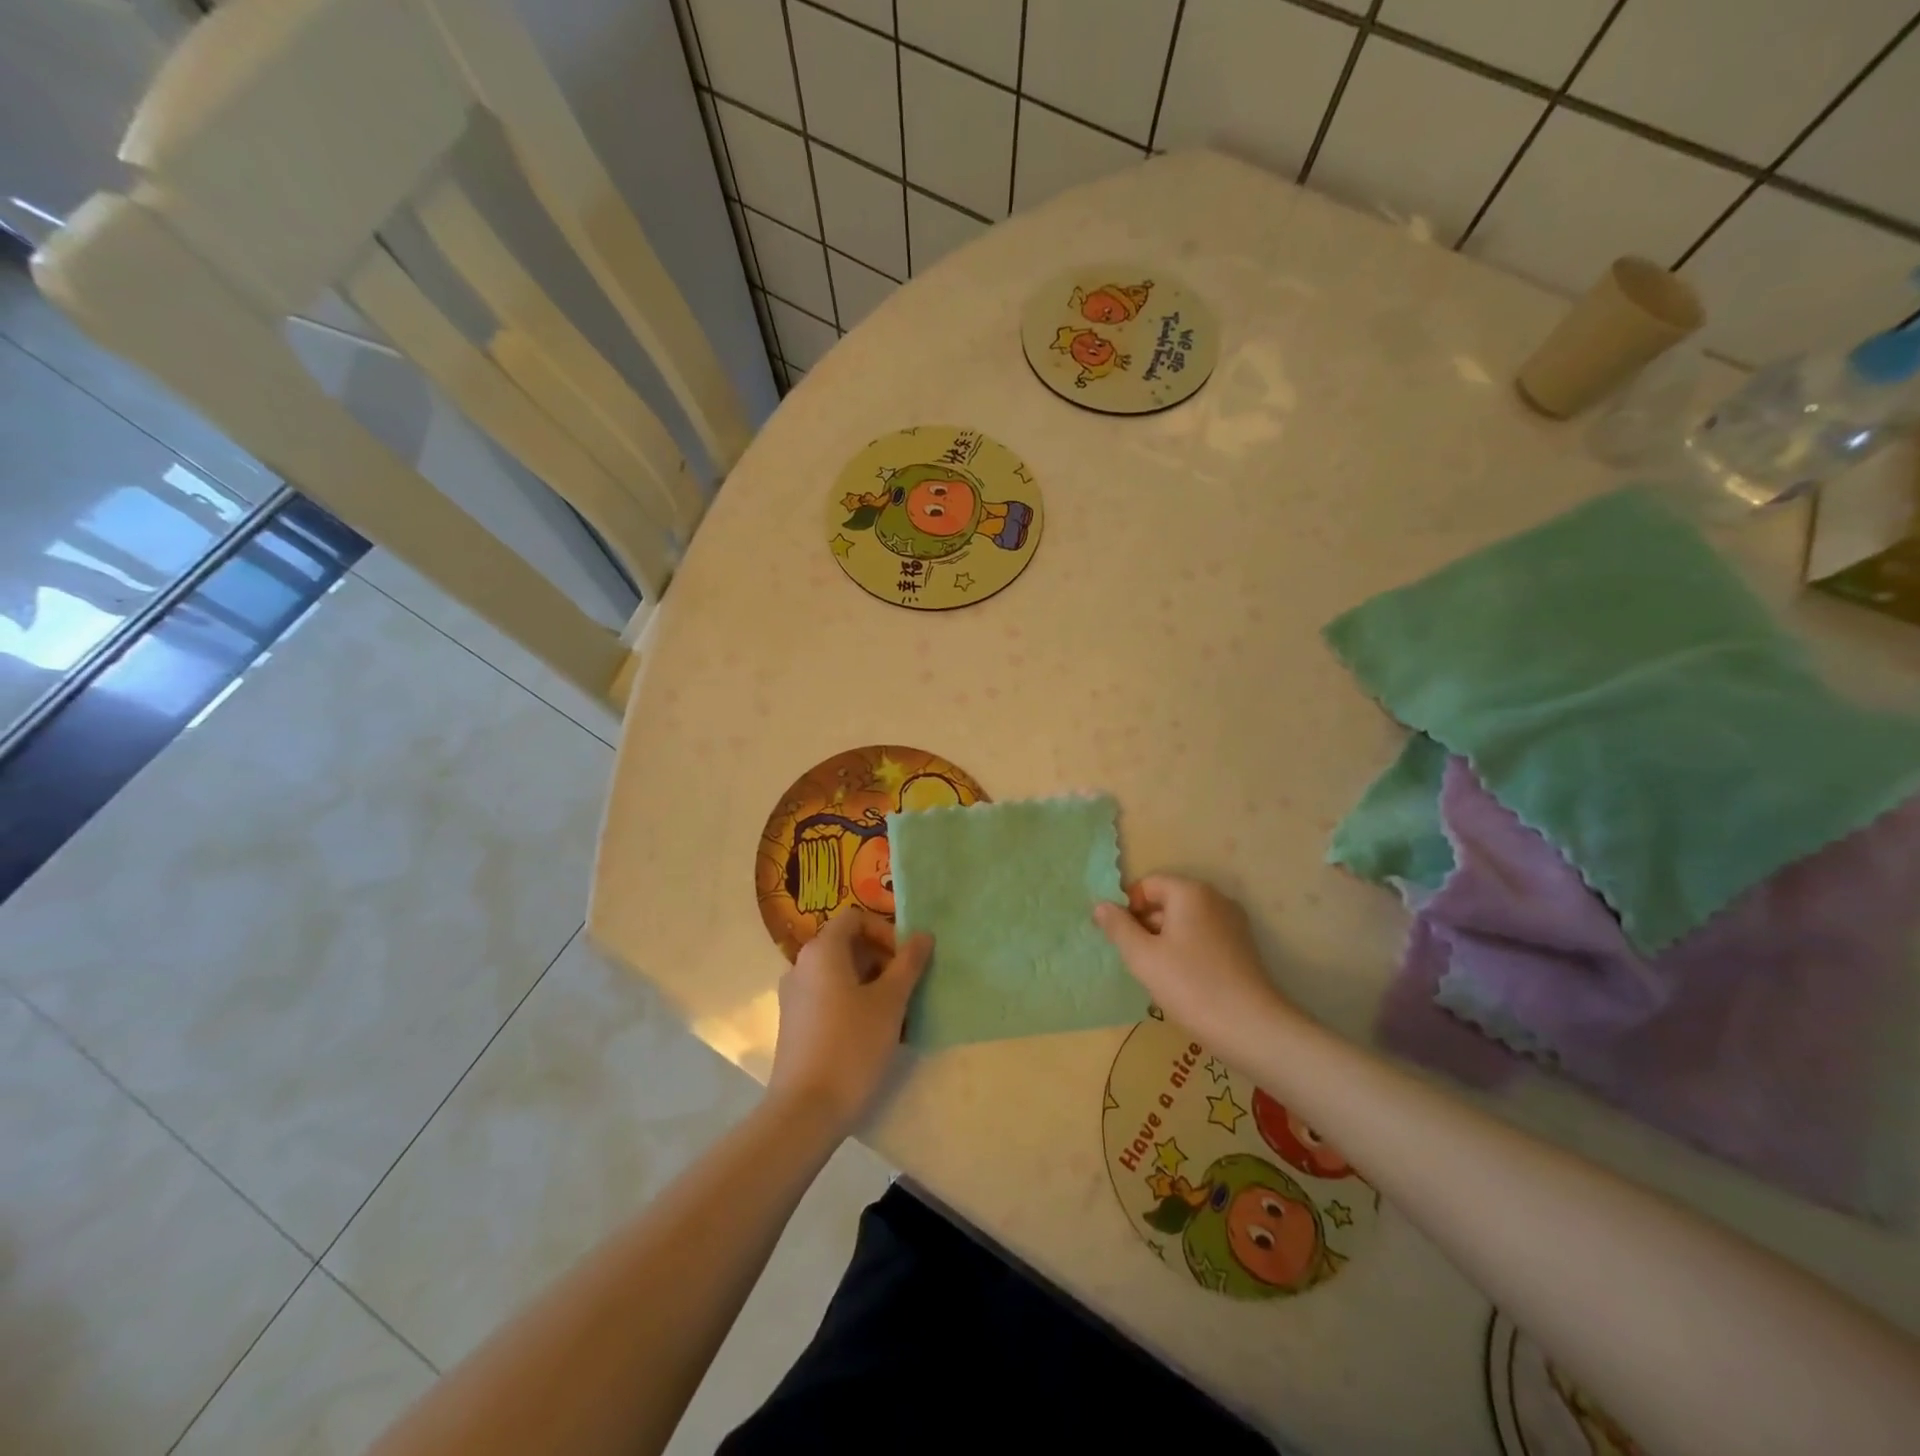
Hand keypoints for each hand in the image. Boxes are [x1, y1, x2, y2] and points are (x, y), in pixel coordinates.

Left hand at [769, 906, 931, 1134]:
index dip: (885, 932)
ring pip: (840, 975)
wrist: (805, 1111)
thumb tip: (923, 935)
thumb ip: (908, 964)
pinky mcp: (794, 1024)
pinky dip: (852, 1003)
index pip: (855, 918)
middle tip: (906, 989)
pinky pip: (828, 998)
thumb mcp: (890, 1002)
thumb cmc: (852, 1046)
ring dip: (871, 984)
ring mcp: (794, 996)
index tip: (905, 961)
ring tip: (895, 1016)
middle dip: (882, 960)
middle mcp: (801, 965)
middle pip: (847, 945)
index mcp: (822, 951)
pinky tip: (873, 1034)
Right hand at [1093, 875, 1298, 1052]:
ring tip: (1155, 974)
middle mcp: (1214, 898)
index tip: (1118, 939)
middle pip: (1167, 900)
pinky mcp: (1242, 946)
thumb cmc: (1191, 986)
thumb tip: (1100, 905)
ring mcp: (1232, 922)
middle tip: (1133, 959)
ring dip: (1164, 940)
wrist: (1251, 1028)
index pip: (1148, 885)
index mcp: (1190, 892)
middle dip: (1145, 924)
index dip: (1127, 907)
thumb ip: (1118, 927)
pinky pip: (1202, 937)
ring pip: (1184, 921)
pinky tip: (1180, 981)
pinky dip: (1185, 950)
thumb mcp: (1143, 957)